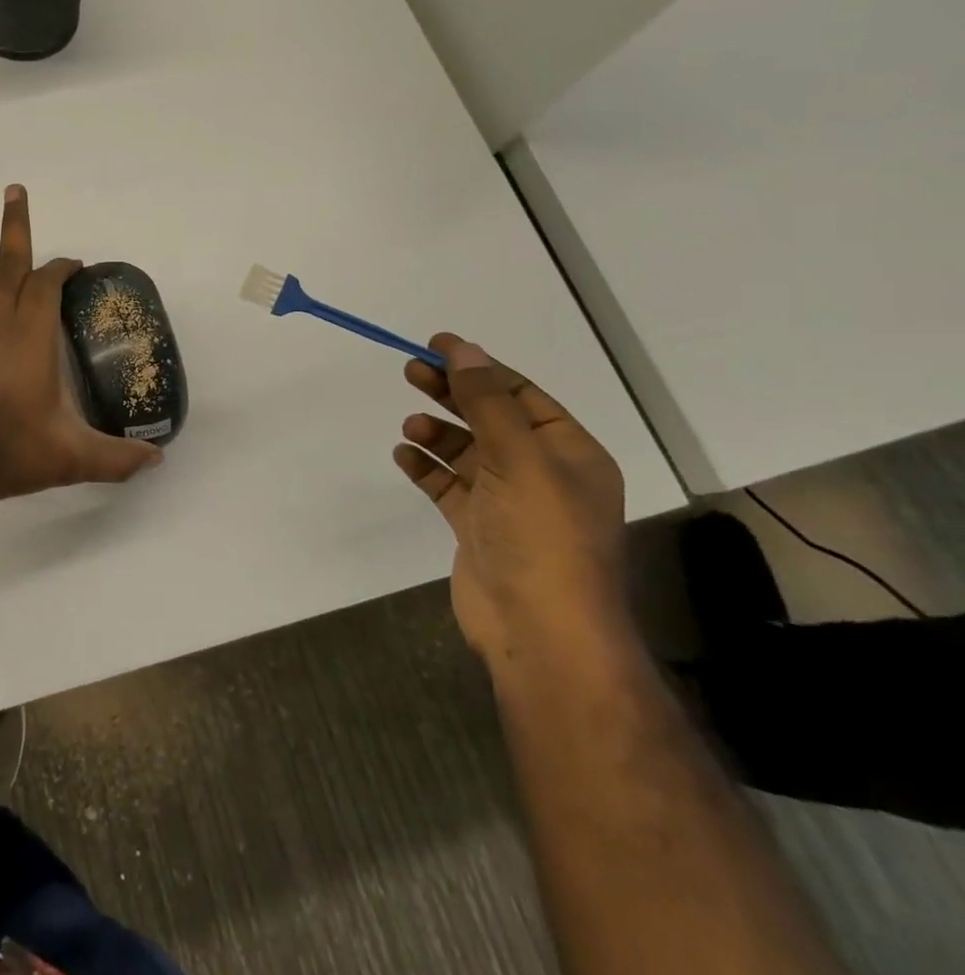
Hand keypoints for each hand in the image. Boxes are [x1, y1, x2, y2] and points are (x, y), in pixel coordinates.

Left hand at [0, 185, 161, 509]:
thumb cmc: (9, 453)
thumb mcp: (72, 458)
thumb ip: (116, 457)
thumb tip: (157, 460)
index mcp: (32, 337)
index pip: (47, 286)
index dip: (60, 268)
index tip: (71, 261)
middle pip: (10, 263)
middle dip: (15, 226)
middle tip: (13, 190)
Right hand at [392, 334, 634, 672]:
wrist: (540, 629)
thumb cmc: (541, 536)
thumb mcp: (518, 459)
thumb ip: (488, 403)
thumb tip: (465, 350)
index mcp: (569, 453)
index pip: (522, 395)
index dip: (480, 367)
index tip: (437, 345)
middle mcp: (541, 473)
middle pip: (490, 418)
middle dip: (452, 394)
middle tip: (410, 370)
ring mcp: (508, 502)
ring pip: (466, 451)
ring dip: (437, 433)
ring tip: (410, 428)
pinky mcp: (478, 527)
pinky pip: (447, 485)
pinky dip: (426, 468)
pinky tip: (405, 457)